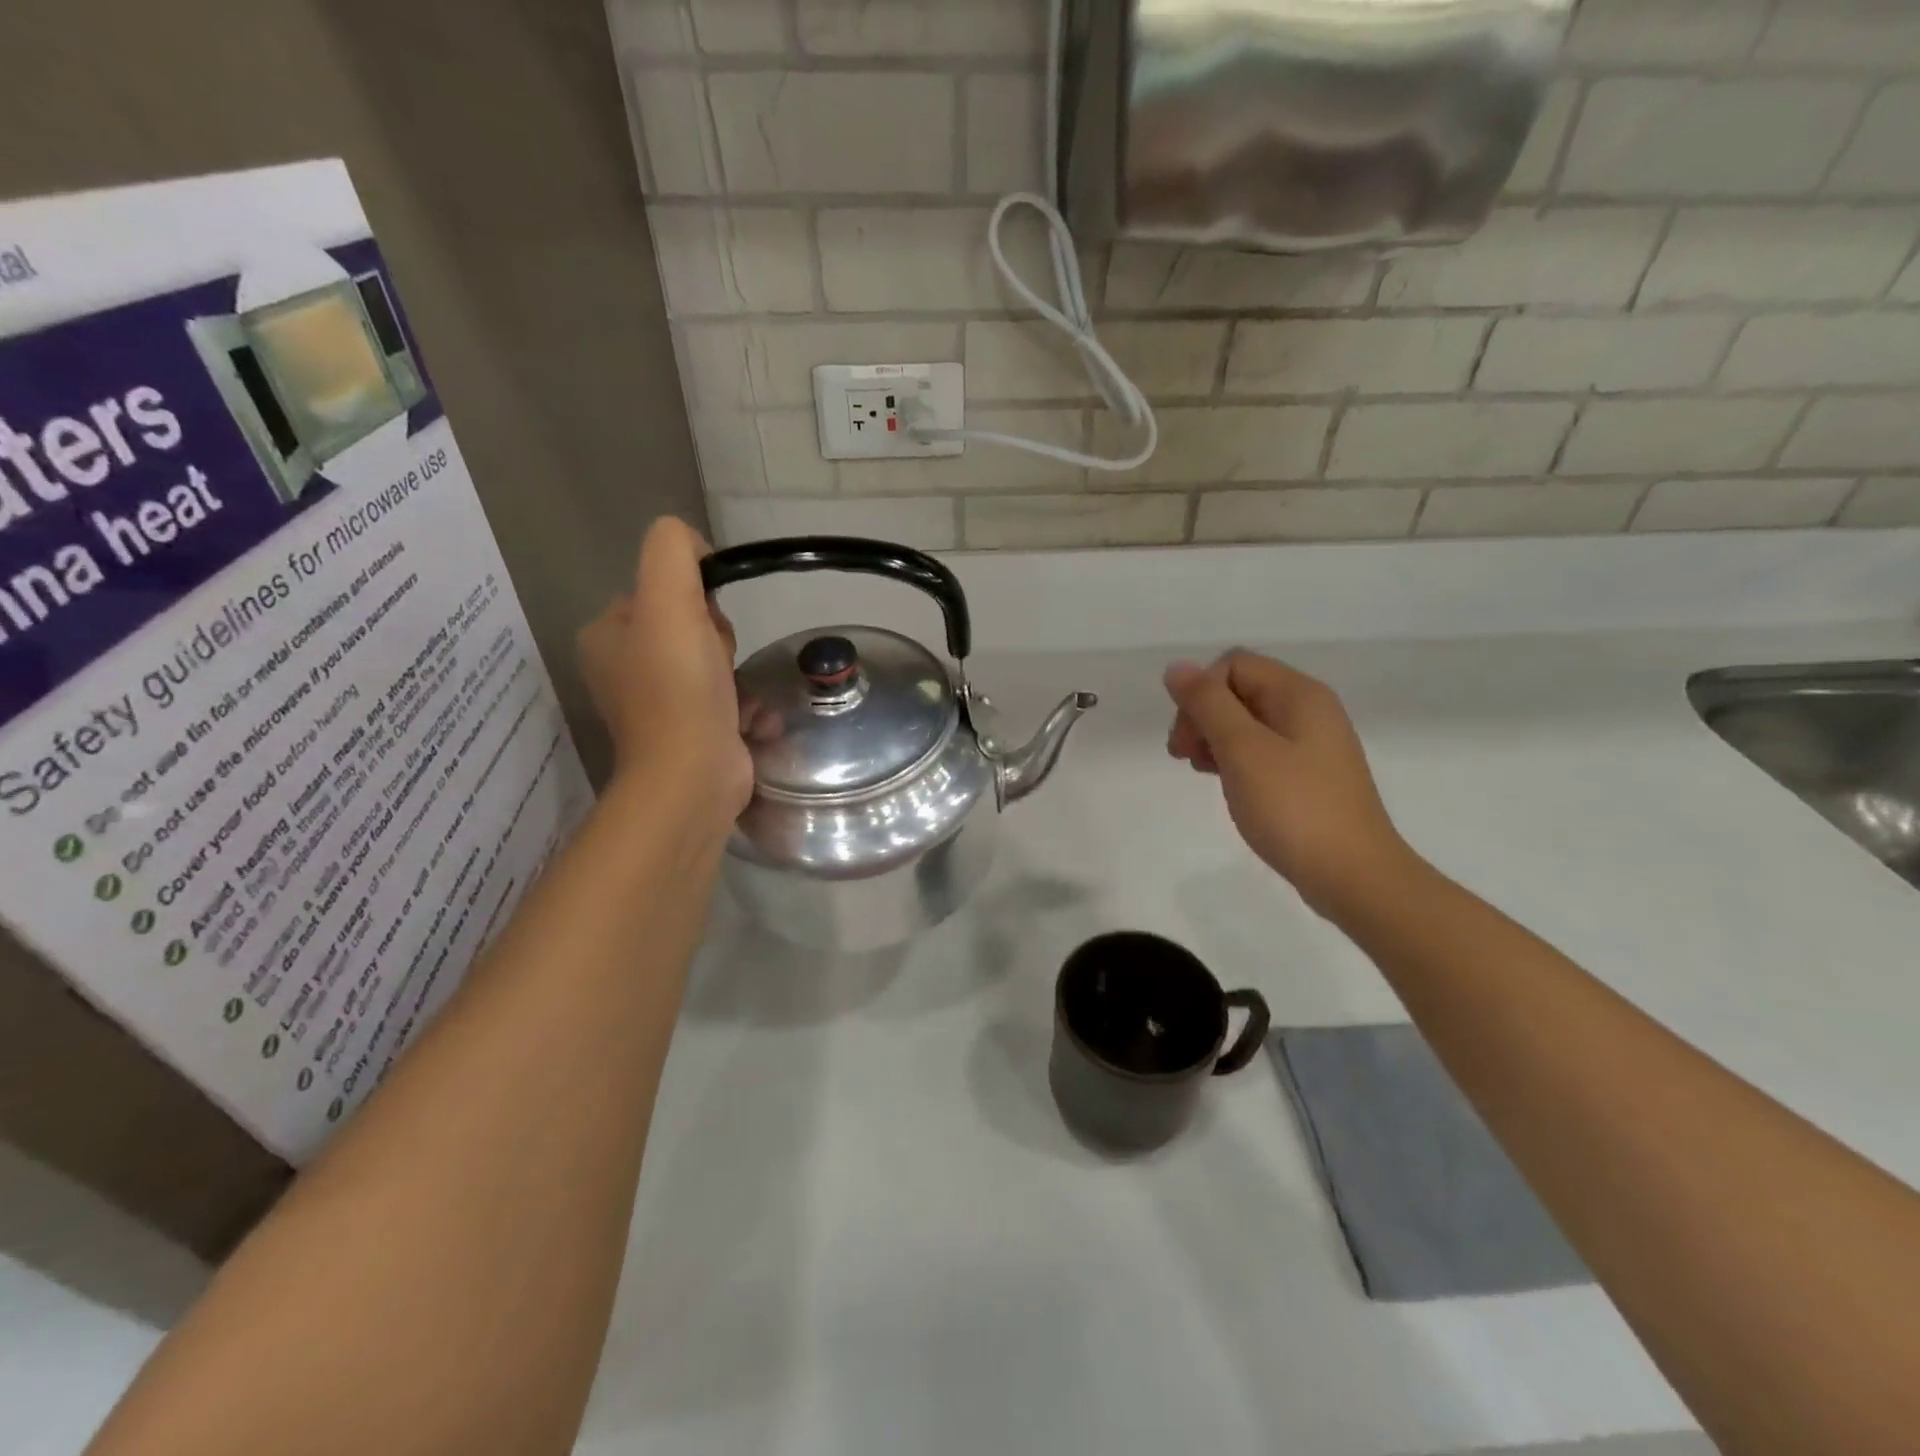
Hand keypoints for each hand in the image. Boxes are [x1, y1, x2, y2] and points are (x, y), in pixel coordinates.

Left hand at [577, 517, 752, 829]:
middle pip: (689, 625)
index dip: (696, 599)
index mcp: (606, 635)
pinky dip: (742, 703)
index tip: (706, 627)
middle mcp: (623, 668)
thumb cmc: (679, 687)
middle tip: (719, 664)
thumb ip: (673, 552)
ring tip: (735, 694)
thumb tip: (694, 547)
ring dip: (734, 670)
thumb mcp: (669, 600)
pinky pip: (723, 697)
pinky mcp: (688, 732)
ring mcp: (656, 704)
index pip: (662, 590)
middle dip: (717, 638)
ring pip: (711, 661)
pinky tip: (749, 717)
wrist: (693, 776)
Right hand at [1165, 652, 1414, 922]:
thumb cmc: (1294, 807)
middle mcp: (1309, 709)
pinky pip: (1261, 750)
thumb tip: (1176, 668)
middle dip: (1202, 716)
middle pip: (1239, 690)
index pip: (1233, 665)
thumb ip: (1208, 704)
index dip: (1200, 693)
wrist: (1353, 875)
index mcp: (1298, 694)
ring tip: (1200, 770)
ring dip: (1214, 738)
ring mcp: (1311, 744)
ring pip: (1247, 722)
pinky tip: (1224, 783)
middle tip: (1184, 756)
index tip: (1184, 739)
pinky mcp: (1308, 775)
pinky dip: (1234, 759)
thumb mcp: (1243, 750)